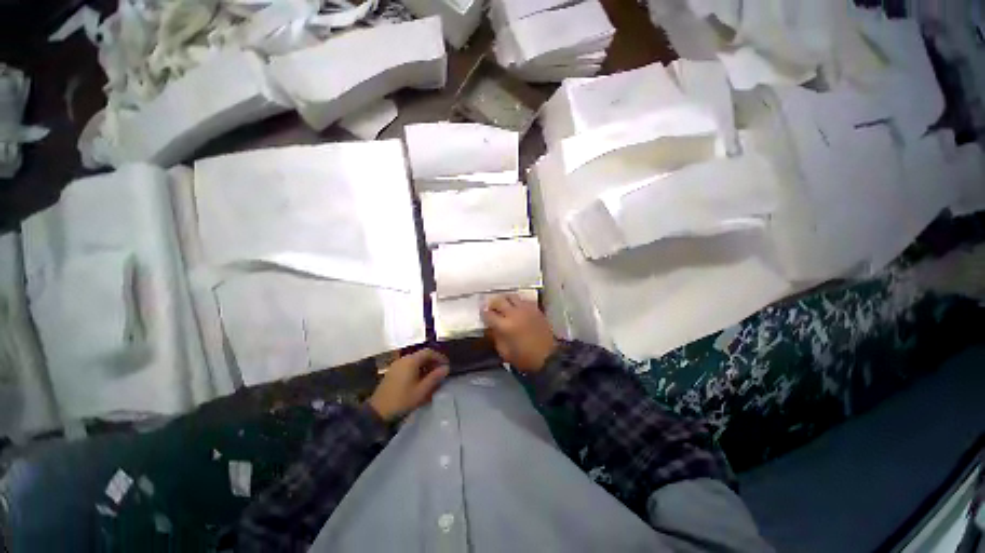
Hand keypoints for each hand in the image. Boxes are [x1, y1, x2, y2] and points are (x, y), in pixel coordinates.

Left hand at [367, 349, 449, 421]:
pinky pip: (408, 366)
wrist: (377, 411)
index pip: (429, 352)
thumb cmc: (402, 400)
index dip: (439, 357)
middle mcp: (403, 359)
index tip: (446, 365)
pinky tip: (419, 380)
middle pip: (421, 355)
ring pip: (415, 361)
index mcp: (411, 361)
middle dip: (432, 362)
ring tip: (431, 377)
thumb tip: (446, 368)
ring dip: (425, 366)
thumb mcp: (422, 390)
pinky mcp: (392, 372)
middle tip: (440, 372)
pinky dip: (417, 370)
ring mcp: (396, 365)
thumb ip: (435, 378)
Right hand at [482, 294, 557, 372]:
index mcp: (505, 326)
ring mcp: (526, 309)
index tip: (483, 316)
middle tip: (492, 308)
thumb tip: (490, 327)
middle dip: (492, 303)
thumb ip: (495, 337)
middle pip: (499, 300)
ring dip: (505, 300)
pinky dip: (518, 302)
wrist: (548, 357)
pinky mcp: (535, 309)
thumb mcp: (504, 352)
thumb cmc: (524, 358)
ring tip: (504, 305)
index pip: (489, 314)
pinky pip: (523, 299)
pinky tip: (517, 308)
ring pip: (511, 296)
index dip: (484, 314)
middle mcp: (514, 313)